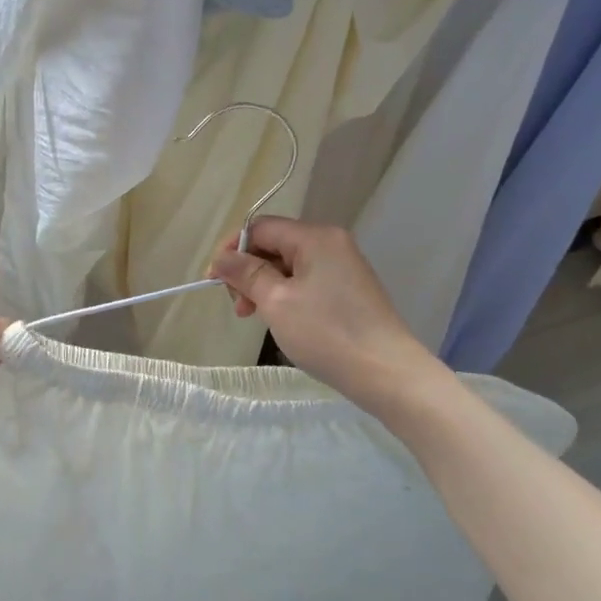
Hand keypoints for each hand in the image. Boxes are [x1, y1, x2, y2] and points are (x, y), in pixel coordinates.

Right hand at [209, 217, 444, 406]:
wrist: (387, 373)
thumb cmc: (326, 333)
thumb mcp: (276, 301)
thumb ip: (245, 273)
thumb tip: (221, 258)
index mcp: (315, 237)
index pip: (260, 227)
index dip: (232, 250)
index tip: (213, 282)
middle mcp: (331, 243)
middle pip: (274, 244)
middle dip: (248, 271)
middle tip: (239, 308)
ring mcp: (343, 267)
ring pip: (288, 266)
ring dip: (263, 286)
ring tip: (255, 317)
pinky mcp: (348, 290)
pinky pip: (305, 281)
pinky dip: (285, 295)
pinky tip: (280, 320)